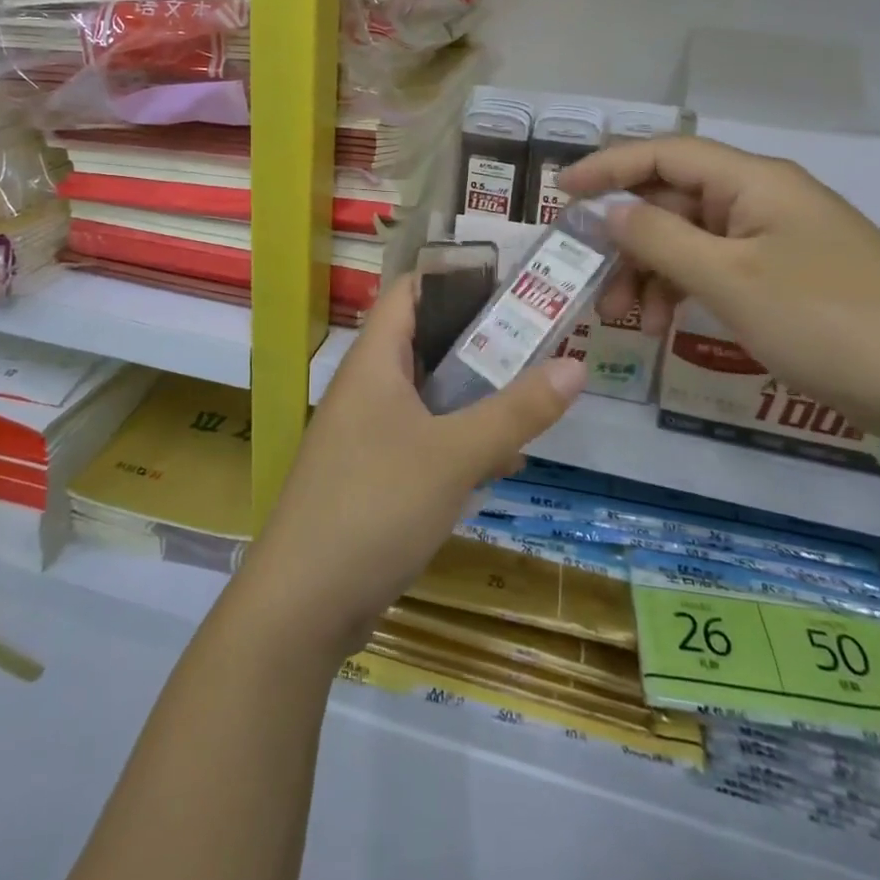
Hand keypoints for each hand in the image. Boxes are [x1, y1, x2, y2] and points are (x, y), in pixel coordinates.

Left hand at [241, 277, 587, 658]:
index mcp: (374, 362)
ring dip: (476, 395)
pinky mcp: (373, 475)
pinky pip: (424, 439)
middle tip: (540, 338)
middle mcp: (367, 387)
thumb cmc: (375, 505)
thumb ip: (515, 411)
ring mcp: (367, 433)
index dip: (455, 277)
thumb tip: (576, 365)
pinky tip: (504, 462)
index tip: (511, 281)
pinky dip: (461, 441)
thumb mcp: (454, 455)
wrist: (304, 602)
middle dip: (481, 340)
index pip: (410, 291)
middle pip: (425, 342)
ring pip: (429, 395)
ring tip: (534, 394)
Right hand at [557, 136, 879, 443]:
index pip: (665, 154)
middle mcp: (761, 199)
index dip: (608, 167)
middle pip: (673, 201)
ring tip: (627, 320)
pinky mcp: (784, 277)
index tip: (560, 192)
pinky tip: (665, 325)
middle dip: (627, 240)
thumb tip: (606, 210)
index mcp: (753, 182)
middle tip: (592, 282)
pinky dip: (683, 290)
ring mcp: (774, 239)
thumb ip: (659, 239)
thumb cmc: (826, 321)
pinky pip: (716, 269)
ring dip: (651, 272)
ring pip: (690, 240)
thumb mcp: (729, 279)